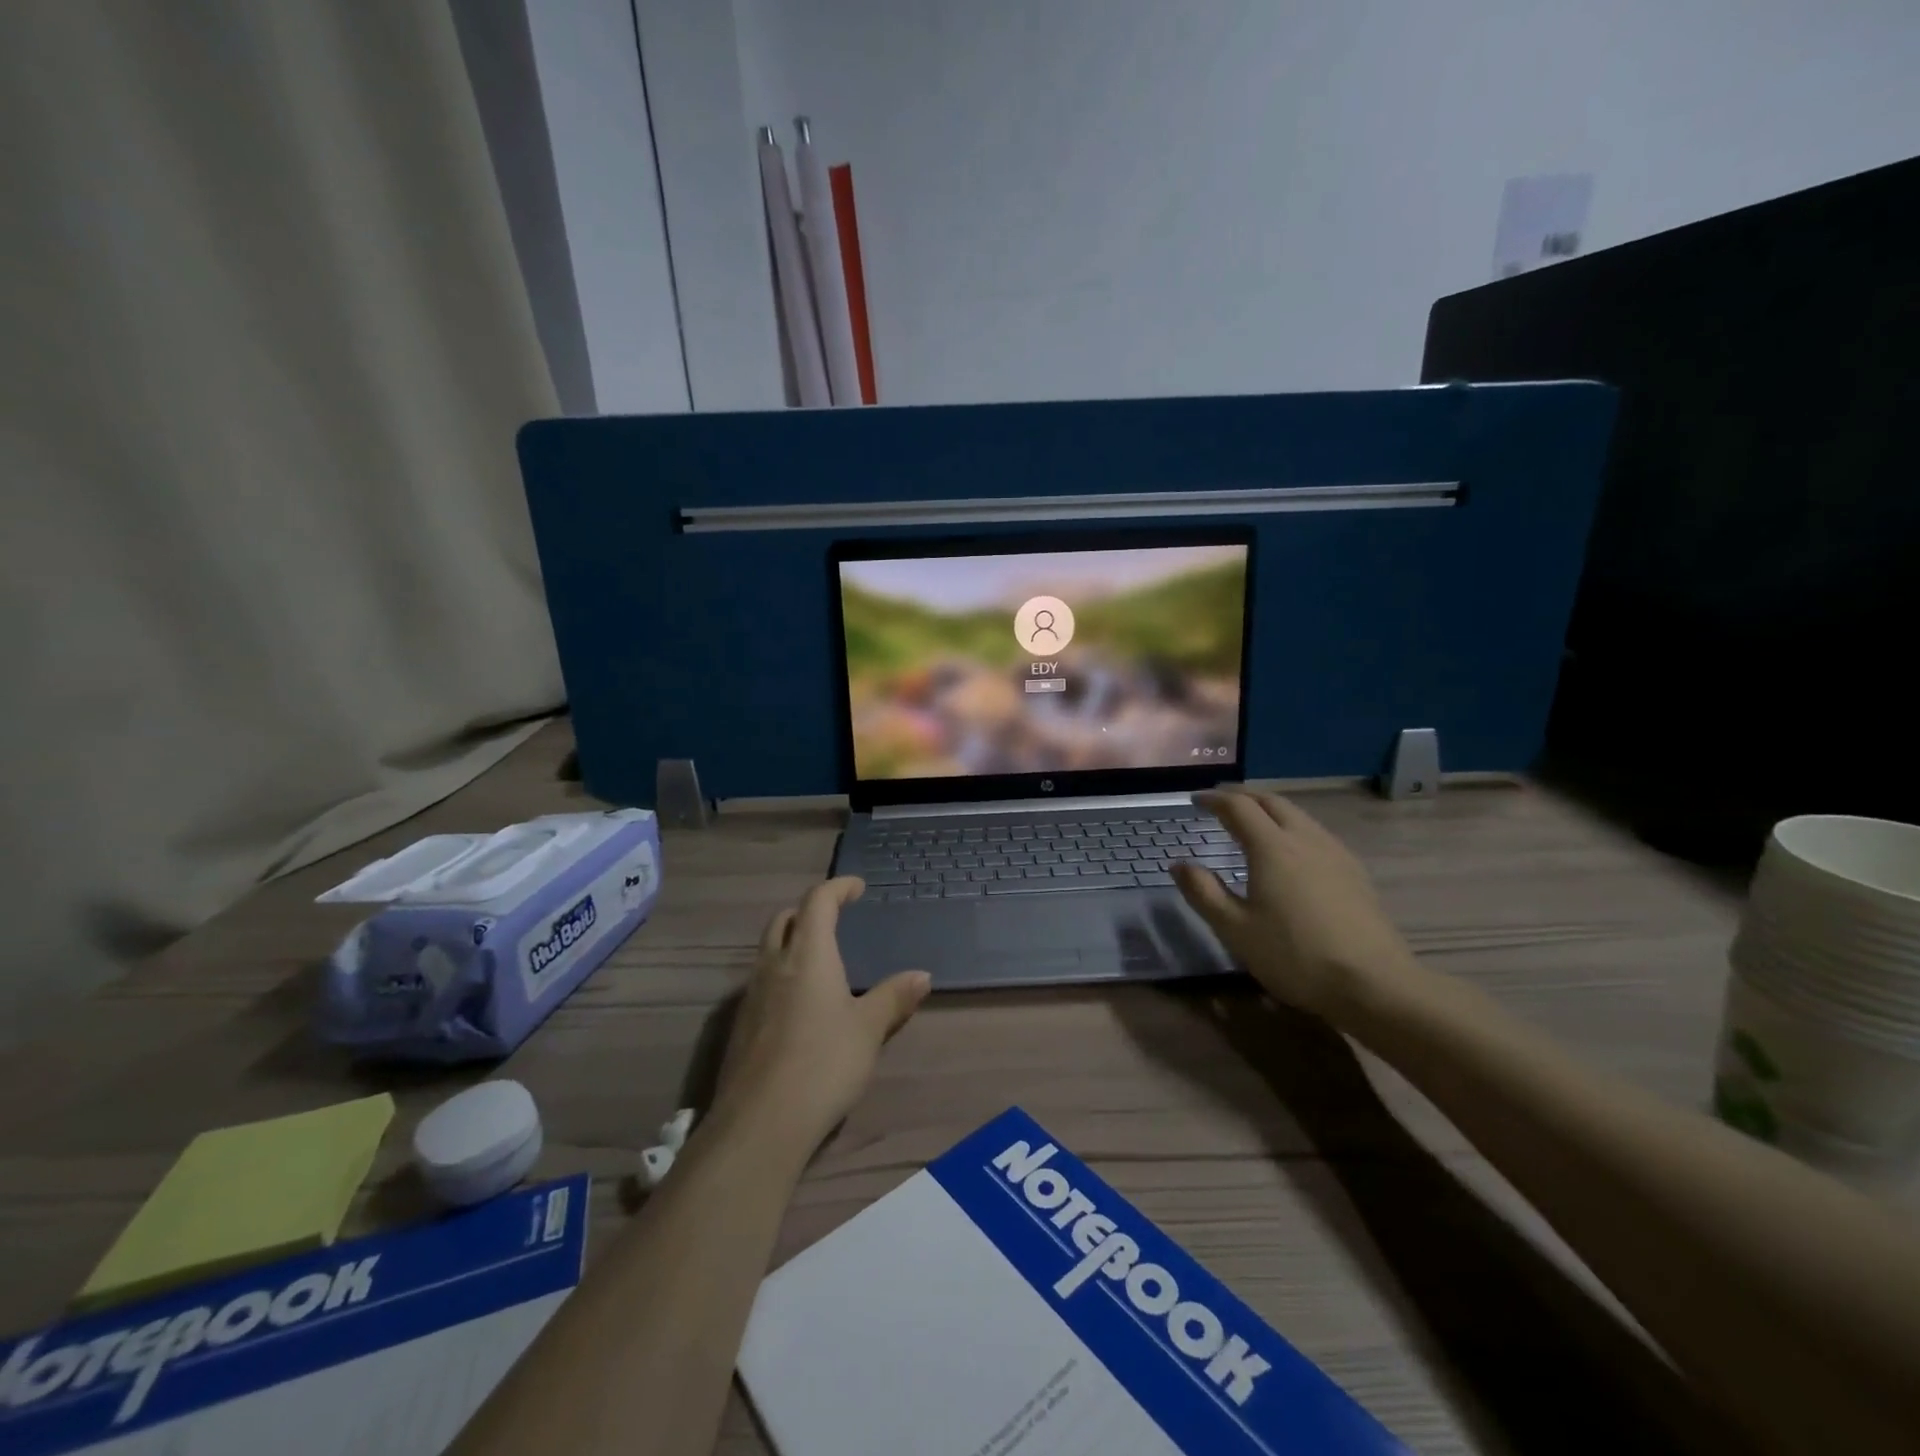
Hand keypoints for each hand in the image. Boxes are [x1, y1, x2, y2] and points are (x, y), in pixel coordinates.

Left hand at [716, 877, 931, 1149]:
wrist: (760, 1123)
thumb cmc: (823, 1064)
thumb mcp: (868, 1030)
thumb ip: (893, 998)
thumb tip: (922, 975)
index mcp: (808, 955)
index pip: (817, 902)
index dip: (838, 888)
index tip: (857, 888)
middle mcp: (774, 965)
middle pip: (784, 919)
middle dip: (808, 910)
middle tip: (834, 919)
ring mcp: (752, 996)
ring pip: (768, 950)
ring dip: (791, 941)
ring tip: (820, 961)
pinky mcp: (741, 1026)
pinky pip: (762, 982)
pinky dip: (782, 974)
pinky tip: (800, 1004)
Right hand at [1173, 790, 1420, 1019]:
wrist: (1374, 983)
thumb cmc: (1295, 956)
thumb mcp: (1235, 929)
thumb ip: (1203, 892)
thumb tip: (1179, 864)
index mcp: (1271, 847)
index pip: (1238, 807)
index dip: (1214, 799)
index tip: (1195, 800)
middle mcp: (1304, 838)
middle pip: (1271, 801)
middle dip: (1243, 795)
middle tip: (1221, 801)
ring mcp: (1334, 852)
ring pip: (1297, 814)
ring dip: (1269, 808)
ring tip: (1252, 820)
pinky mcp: (1353, 871)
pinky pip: (1315, 831)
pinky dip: (1291, 825)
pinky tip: (1291, 849)